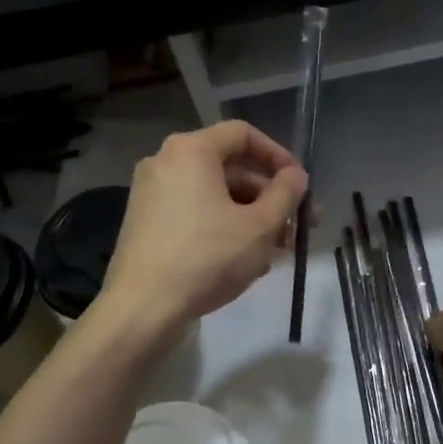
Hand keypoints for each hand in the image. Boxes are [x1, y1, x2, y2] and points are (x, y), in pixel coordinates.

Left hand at [96, 121, 307, 337]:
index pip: (243, 134)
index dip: (279, 156)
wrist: (142, 308)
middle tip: (299, 225)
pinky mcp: (146, 222)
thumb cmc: (207, 258)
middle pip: (230, 167)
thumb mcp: (260, 227)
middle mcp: (166, 162)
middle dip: (269, 196)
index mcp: (191, 151)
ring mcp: (151, 193)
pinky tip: (245, 259)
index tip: (300, 185)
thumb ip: (285, 194)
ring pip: (214, 194)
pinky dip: (223, 226)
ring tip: (278, 249)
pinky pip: (194, 211)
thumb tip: (296, 176)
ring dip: (251, 215)